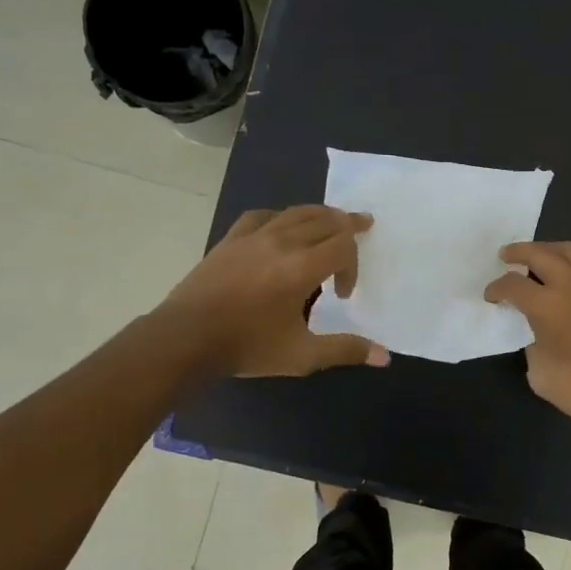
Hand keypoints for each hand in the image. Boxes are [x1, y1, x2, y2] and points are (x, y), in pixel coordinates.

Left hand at [159, 206, 388, 376]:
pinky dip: (282, 217)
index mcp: (301, 268)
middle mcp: (281, 242)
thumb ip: (345, 350)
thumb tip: (385, 357)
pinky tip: (282, 227)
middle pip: (325, 219)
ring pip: (296, 212)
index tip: (342, 295)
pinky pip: (264, 215)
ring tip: (333, 220)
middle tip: (363, 226)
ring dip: (321, 214)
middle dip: (348, 225)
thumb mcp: (302, 355)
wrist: (185, 338)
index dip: (353, 266)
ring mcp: (253, 236)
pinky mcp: (231, 239)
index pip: (343, 246)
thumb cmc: (247, 347)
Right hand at [484, 242, 570, 439]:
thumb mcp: (539, 372)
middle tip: (506, 256)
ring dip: (549, 250)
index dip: (496, 288)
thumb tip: (539, 332)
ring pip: (570, 252)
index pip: (512, 284)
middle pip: (540, 253)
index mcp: (547, 305)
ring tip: (539, 259)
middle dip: (519, 252)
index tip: (491, 297)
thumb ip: (533, 343)